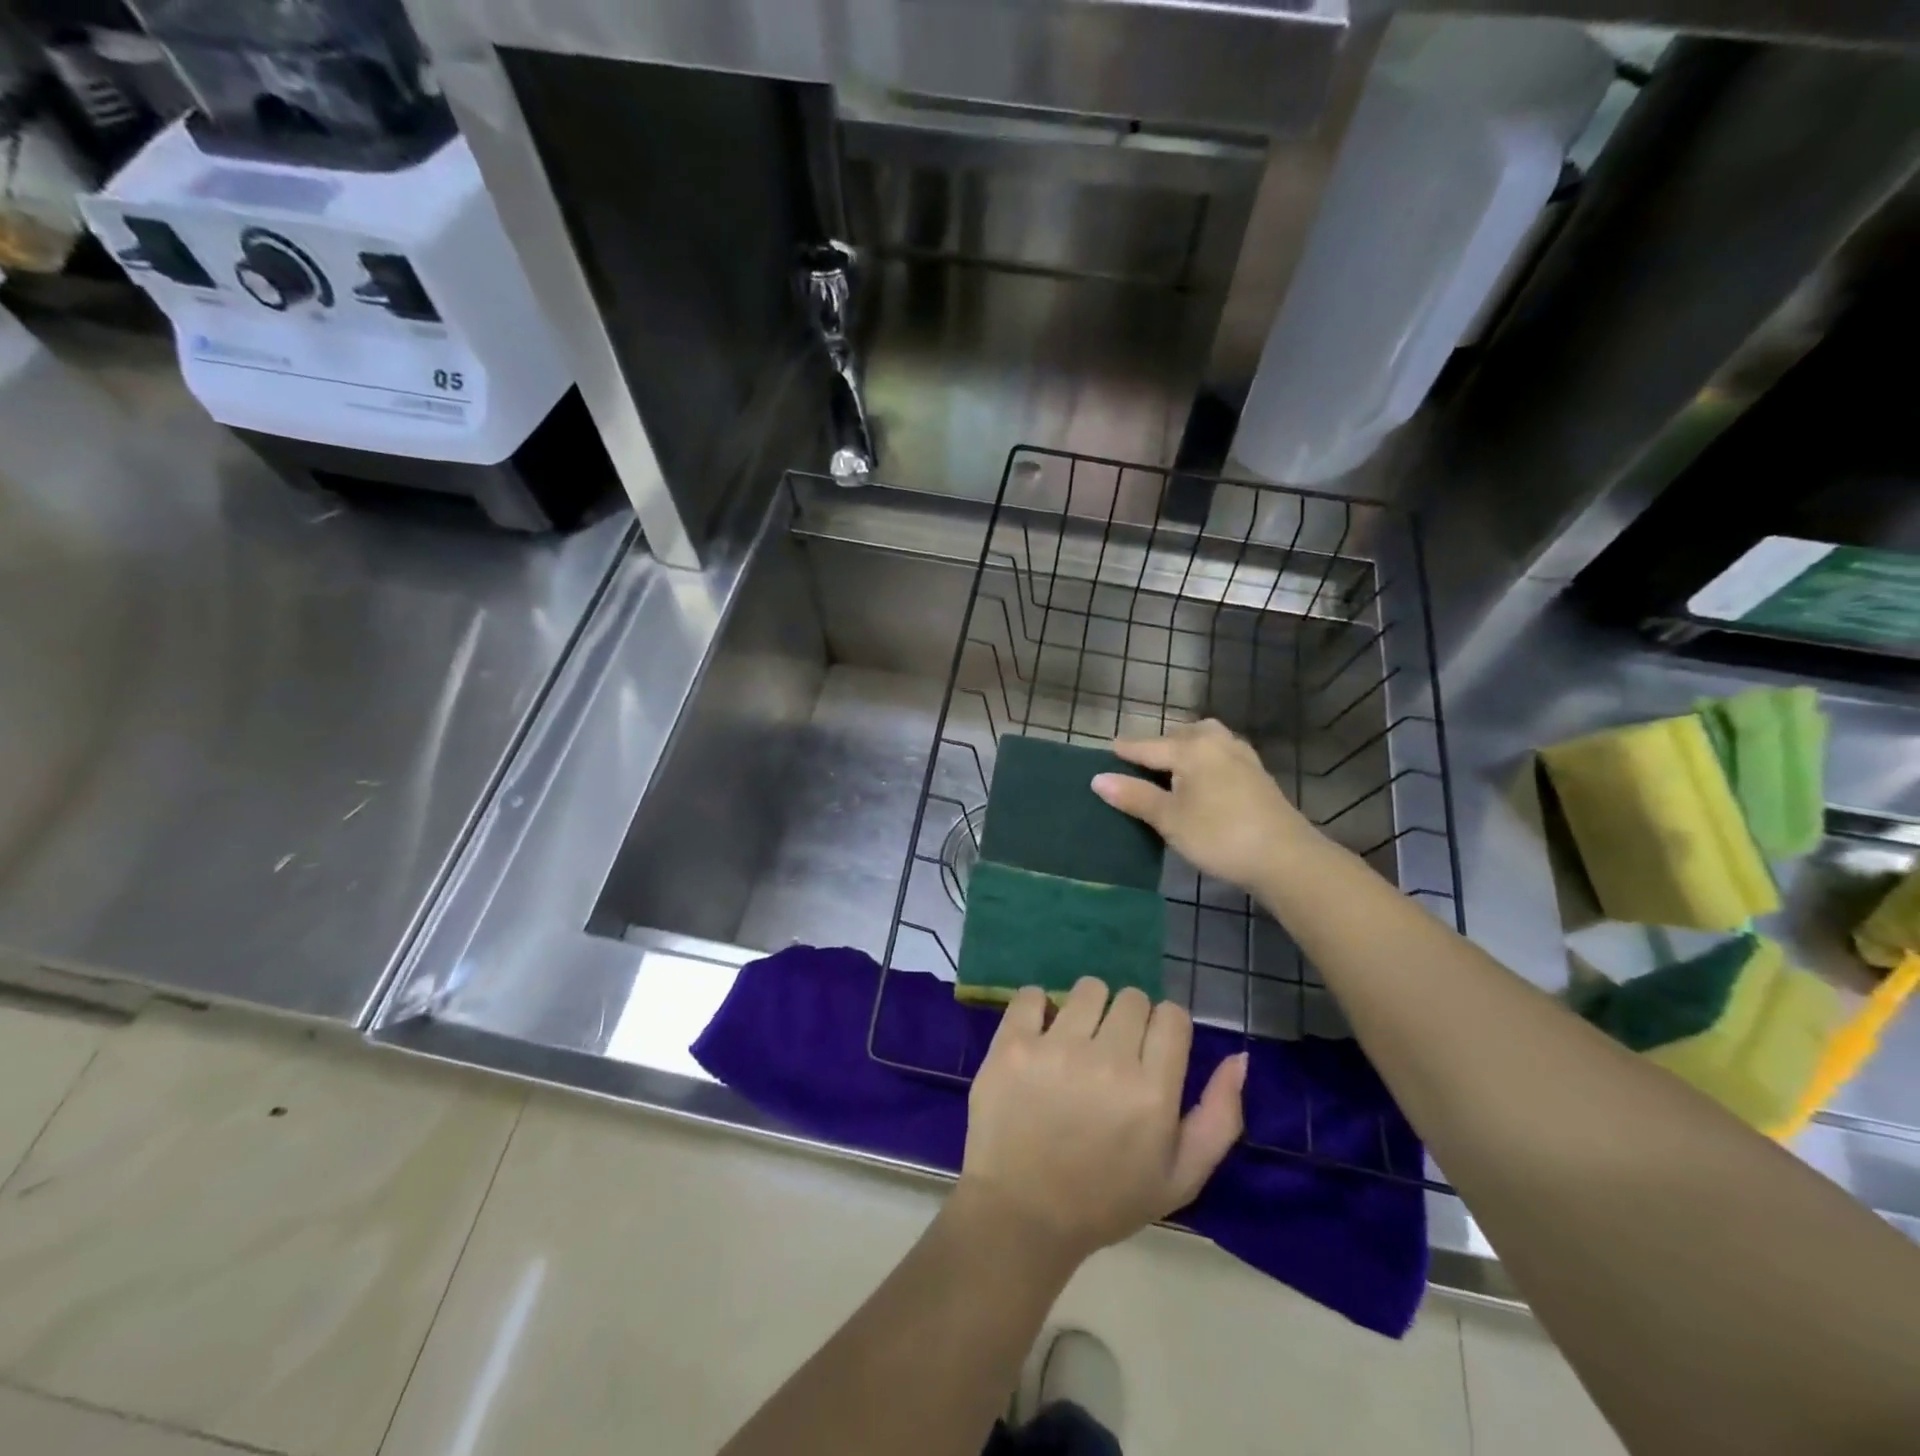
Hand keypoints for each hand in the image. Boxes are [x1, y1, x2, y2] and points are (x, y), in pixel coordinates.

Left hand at [957, 978, 1245, 1264]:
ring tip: (1075, 1044)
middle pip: (1131, 997)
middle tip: (1109, 1054)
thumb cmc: (1105, 1199)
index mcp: (1152, 1093)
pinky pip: (1031, 994)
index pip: (1171, 1015)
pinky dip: (1037, 1008)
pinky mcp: (1011, 1044)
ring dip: (1086, 1010)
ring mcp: (1055, 1048)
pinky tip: (1039, 1037)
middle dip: (1126, 1021)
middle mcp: (1107, 1061)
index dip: (1164, 1029)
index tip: (1149, 1052)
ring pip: (1087, 989)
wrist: (1022, 1215)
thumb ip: (1219, 1117)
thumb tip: (1239, 1058)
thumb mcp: (1180, 1177)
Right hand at [1091, 719, 1316, 892]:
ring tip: (1169, 770)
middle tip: (1137, 766)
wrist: (1285, 857)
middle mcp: (1216, 741)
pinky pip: (1219, 754)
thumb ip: (1134, 796)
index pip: (1146, 746)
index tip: (1107, 752)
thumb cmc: (1219, 835)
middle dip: (1156, 747)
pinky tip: (1201, 779)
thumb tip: (1097, 778)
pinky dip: (1203, 760)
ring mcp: (1240, 755)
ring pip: (1202, 741)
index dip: (1124, 752)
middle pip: (1177, 736)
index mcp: (1191, 747)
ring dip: (1183, 750)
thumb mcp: (1169, 819)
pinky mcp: (1256, 772)